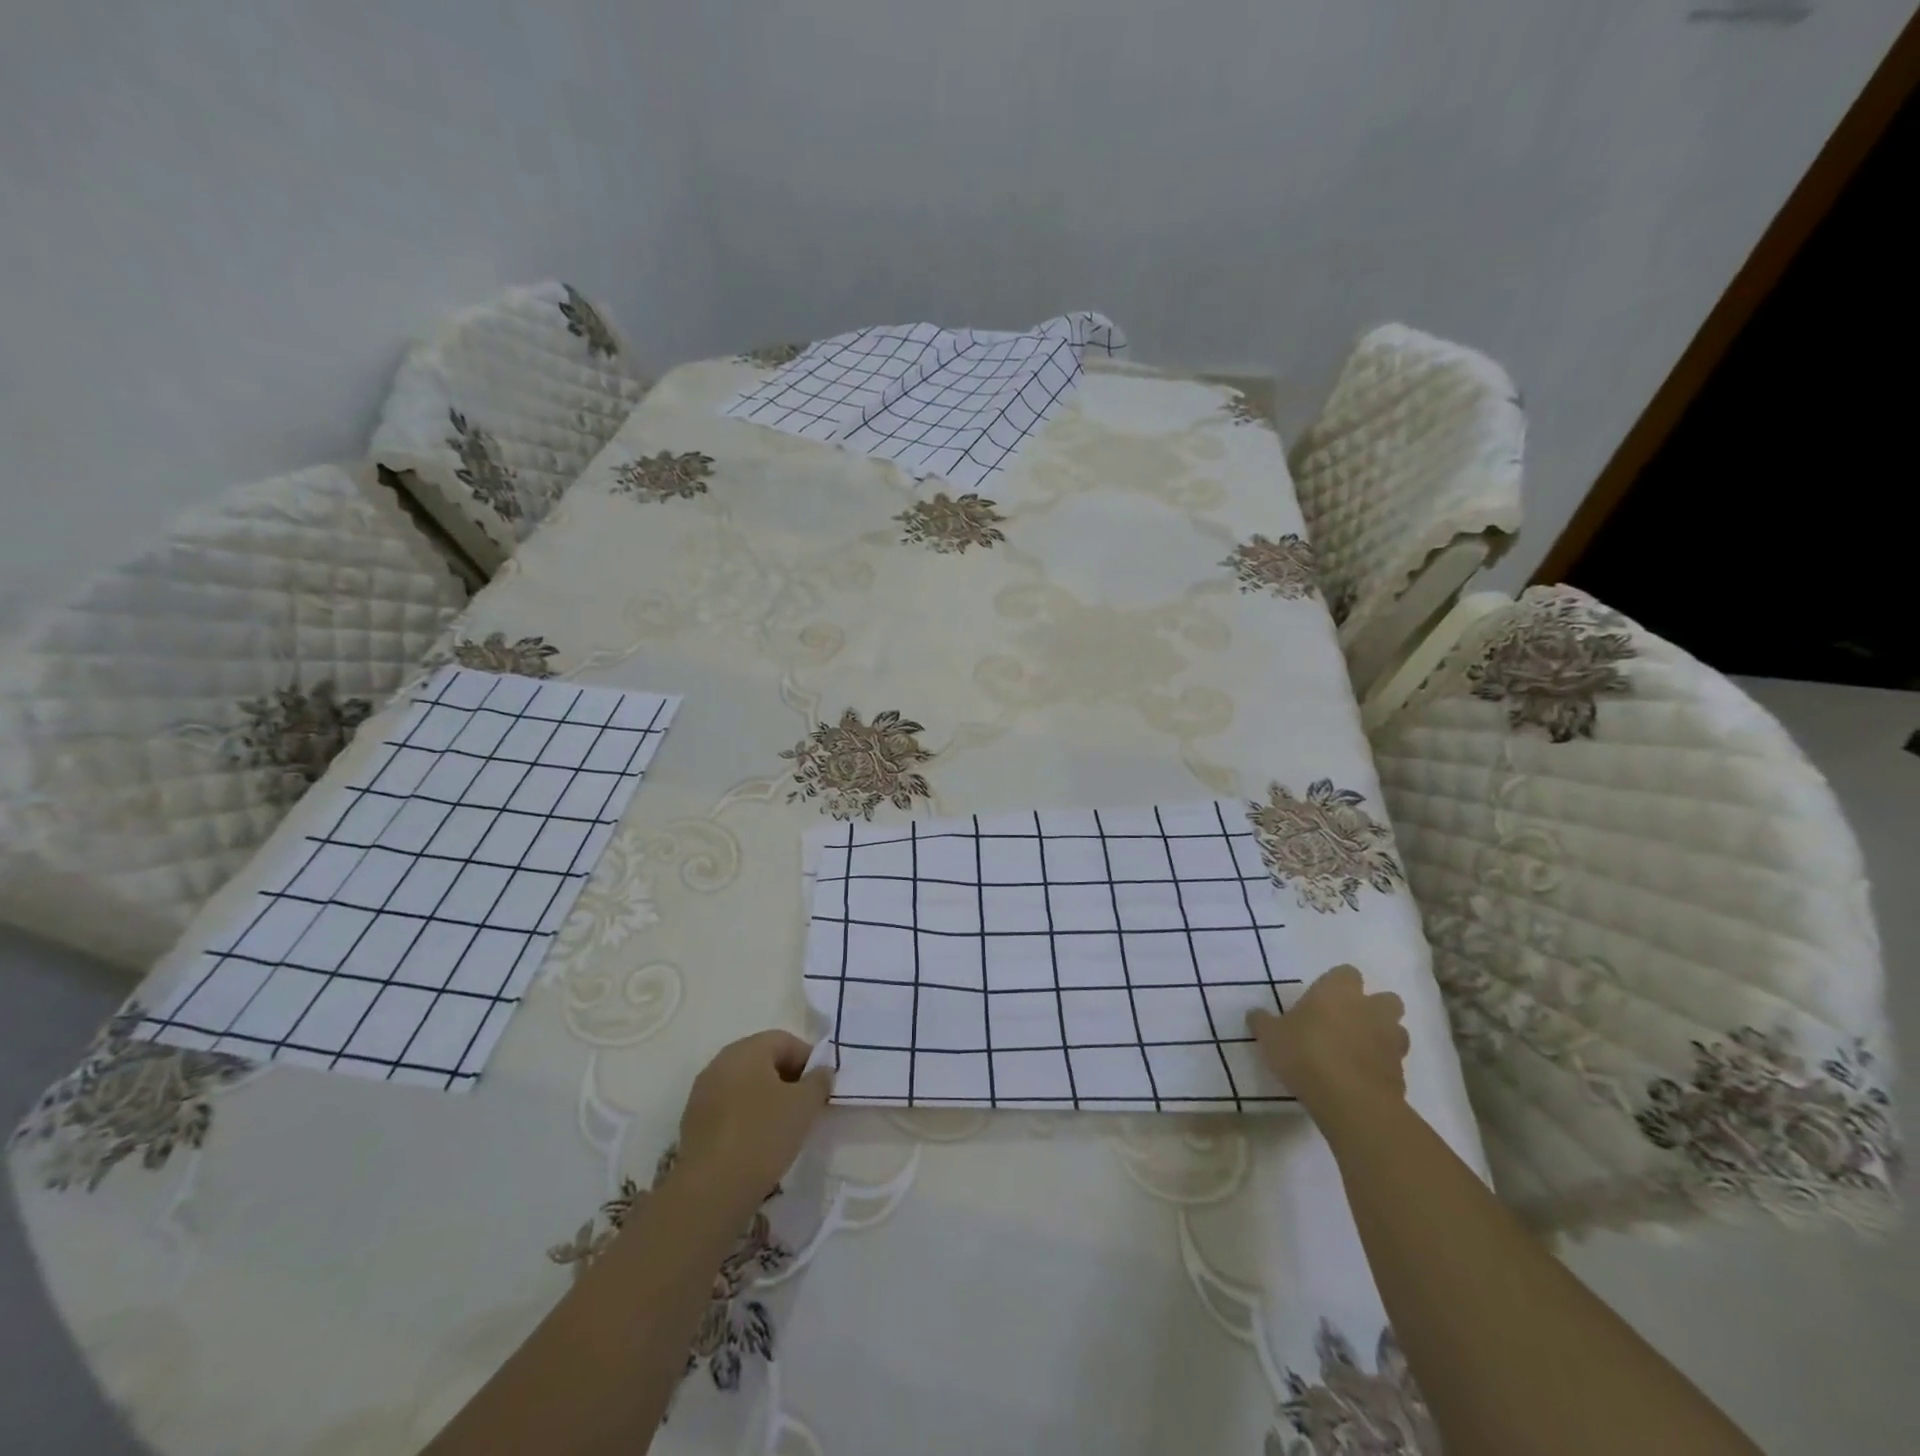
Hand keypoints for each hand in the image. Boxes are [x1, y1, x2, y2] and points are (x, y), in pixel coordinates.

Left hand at [675, 1031, 832, 1209]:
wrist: (711, 1190)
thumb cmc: (763, 1135)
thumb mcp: (804, 1105)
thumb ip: (819, 1081)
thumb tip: (821, 1071)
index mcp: (746, 1049)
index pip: (785, 1040)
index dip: (808, 1059)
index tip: (821, 1087)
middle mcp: (720, 1063)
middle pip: (763, 1060)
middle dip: (788, 1078)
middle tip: (806, 1105)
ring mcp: (702, 1093)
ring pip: (745, 1085)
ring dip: (767, 1098)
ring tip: (783, 1126)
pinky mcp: (693, 1123)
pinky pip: (729, 1108)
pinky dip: (746, 1116)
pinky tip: (758, 1142)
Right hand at [1247, 964, 1409, 1121]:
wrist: (1351, 1101)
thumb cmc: (1306, 1054)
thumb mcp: (1270, 1036)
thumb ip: (1263, 1022)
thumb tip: (1255, 1014)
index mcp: (1338, 991)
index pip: (1346, 973)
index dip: (1337, 985)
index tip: (1321, 1000)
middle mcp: (1370, 1009)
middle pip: (1385, 999)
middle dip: (1372, 1008)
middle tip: (1347, 1023)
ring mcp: (1390, 1041)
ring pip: (1395, 1030)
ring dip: (1381, 1036)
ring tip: (1356, 1051)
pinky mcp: (1401, 1073)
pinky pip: (1393, 1062)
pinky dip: (1381, 1066)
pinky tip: (1360, 1078)